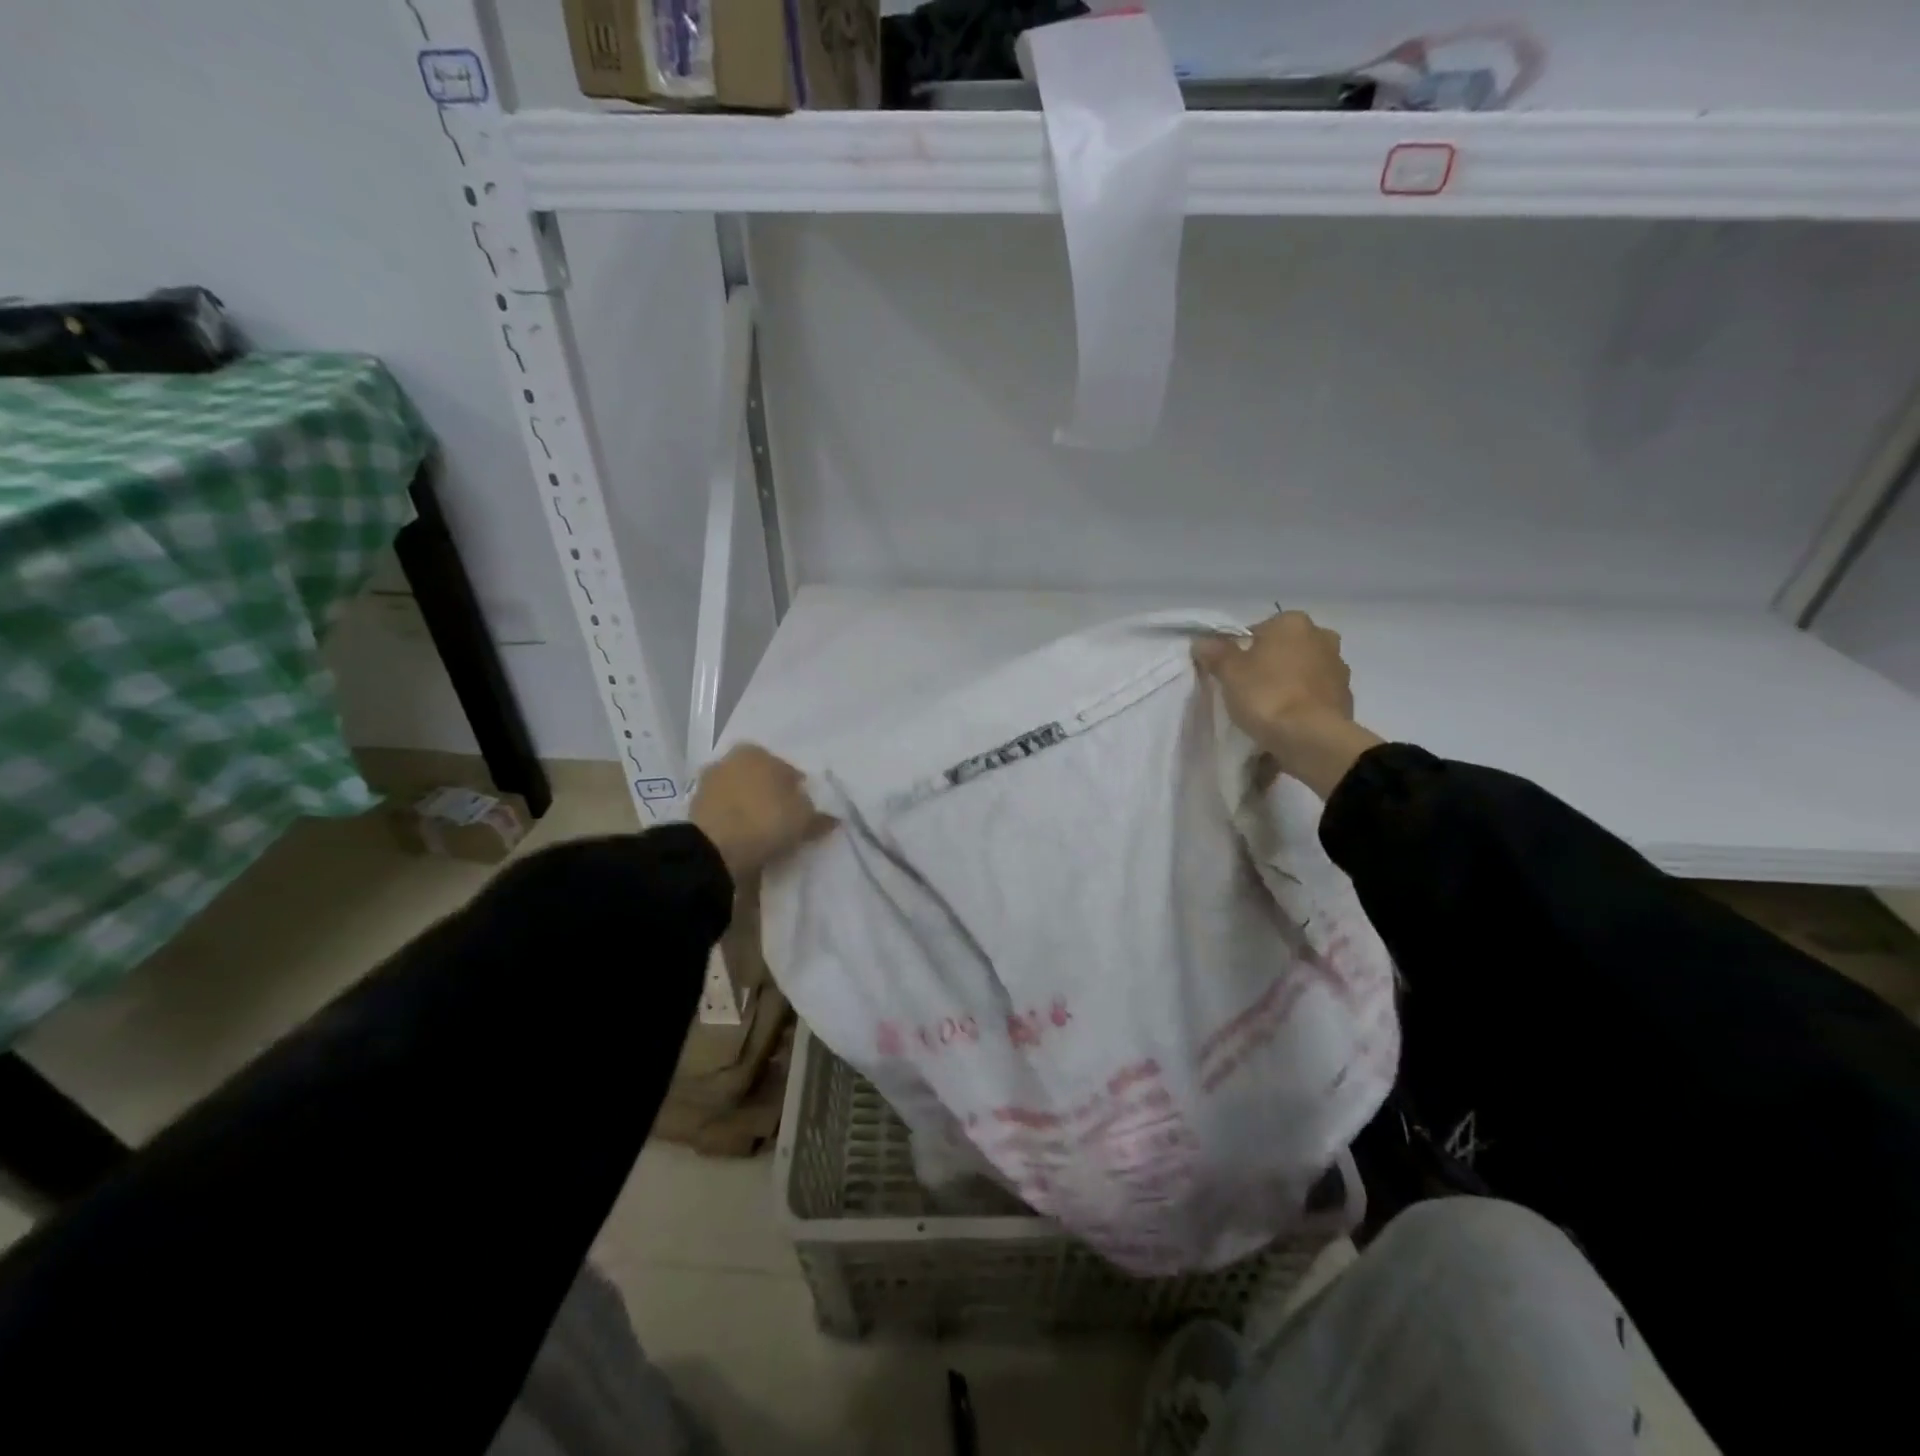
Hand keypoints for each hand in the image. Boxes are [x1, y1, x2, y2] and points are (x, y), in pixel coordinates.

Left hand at [688, 744, 832, 879]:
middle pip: (760, 779)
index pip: (787, 770)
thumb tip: (832, 817)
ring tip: (764, 834)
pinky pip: (724, 812)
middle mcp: (730, 759)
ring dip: (750, 808)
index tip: (805, 811)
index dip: (799, 791)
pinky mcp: (693, 808)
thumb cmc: (765, 820)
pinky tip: (744, 839)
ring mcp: (708, 783)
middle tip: (784, 821)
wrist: (713, 849)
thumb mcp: (804, 819)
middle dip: (771, 795)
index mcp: (757, 751)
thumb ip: (819, 816)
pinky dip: (733, 821)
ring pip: (740, 795)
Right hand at [1192, 611, 1383, 799]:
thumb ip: (1216, 653)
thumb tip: (1203, 642)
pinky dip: (1303, 704)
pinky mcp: (1346, 698)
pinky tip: (1287, 722)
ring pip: (1303, 671)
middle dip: (1270, 664)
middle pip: (1285, 649)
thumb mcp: (1229, 672)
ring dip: (1289, 683)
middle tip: (1248, 690)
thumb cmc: (1267, 694)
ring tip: (1268, 710)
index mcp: (1293, 622)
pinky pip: (1315, 696)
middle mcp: (1322, 636)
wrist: (1312, 738)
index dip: (1241, 651)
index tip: (1232, 674)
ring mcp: (1339, 668)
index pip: (1259, 630)